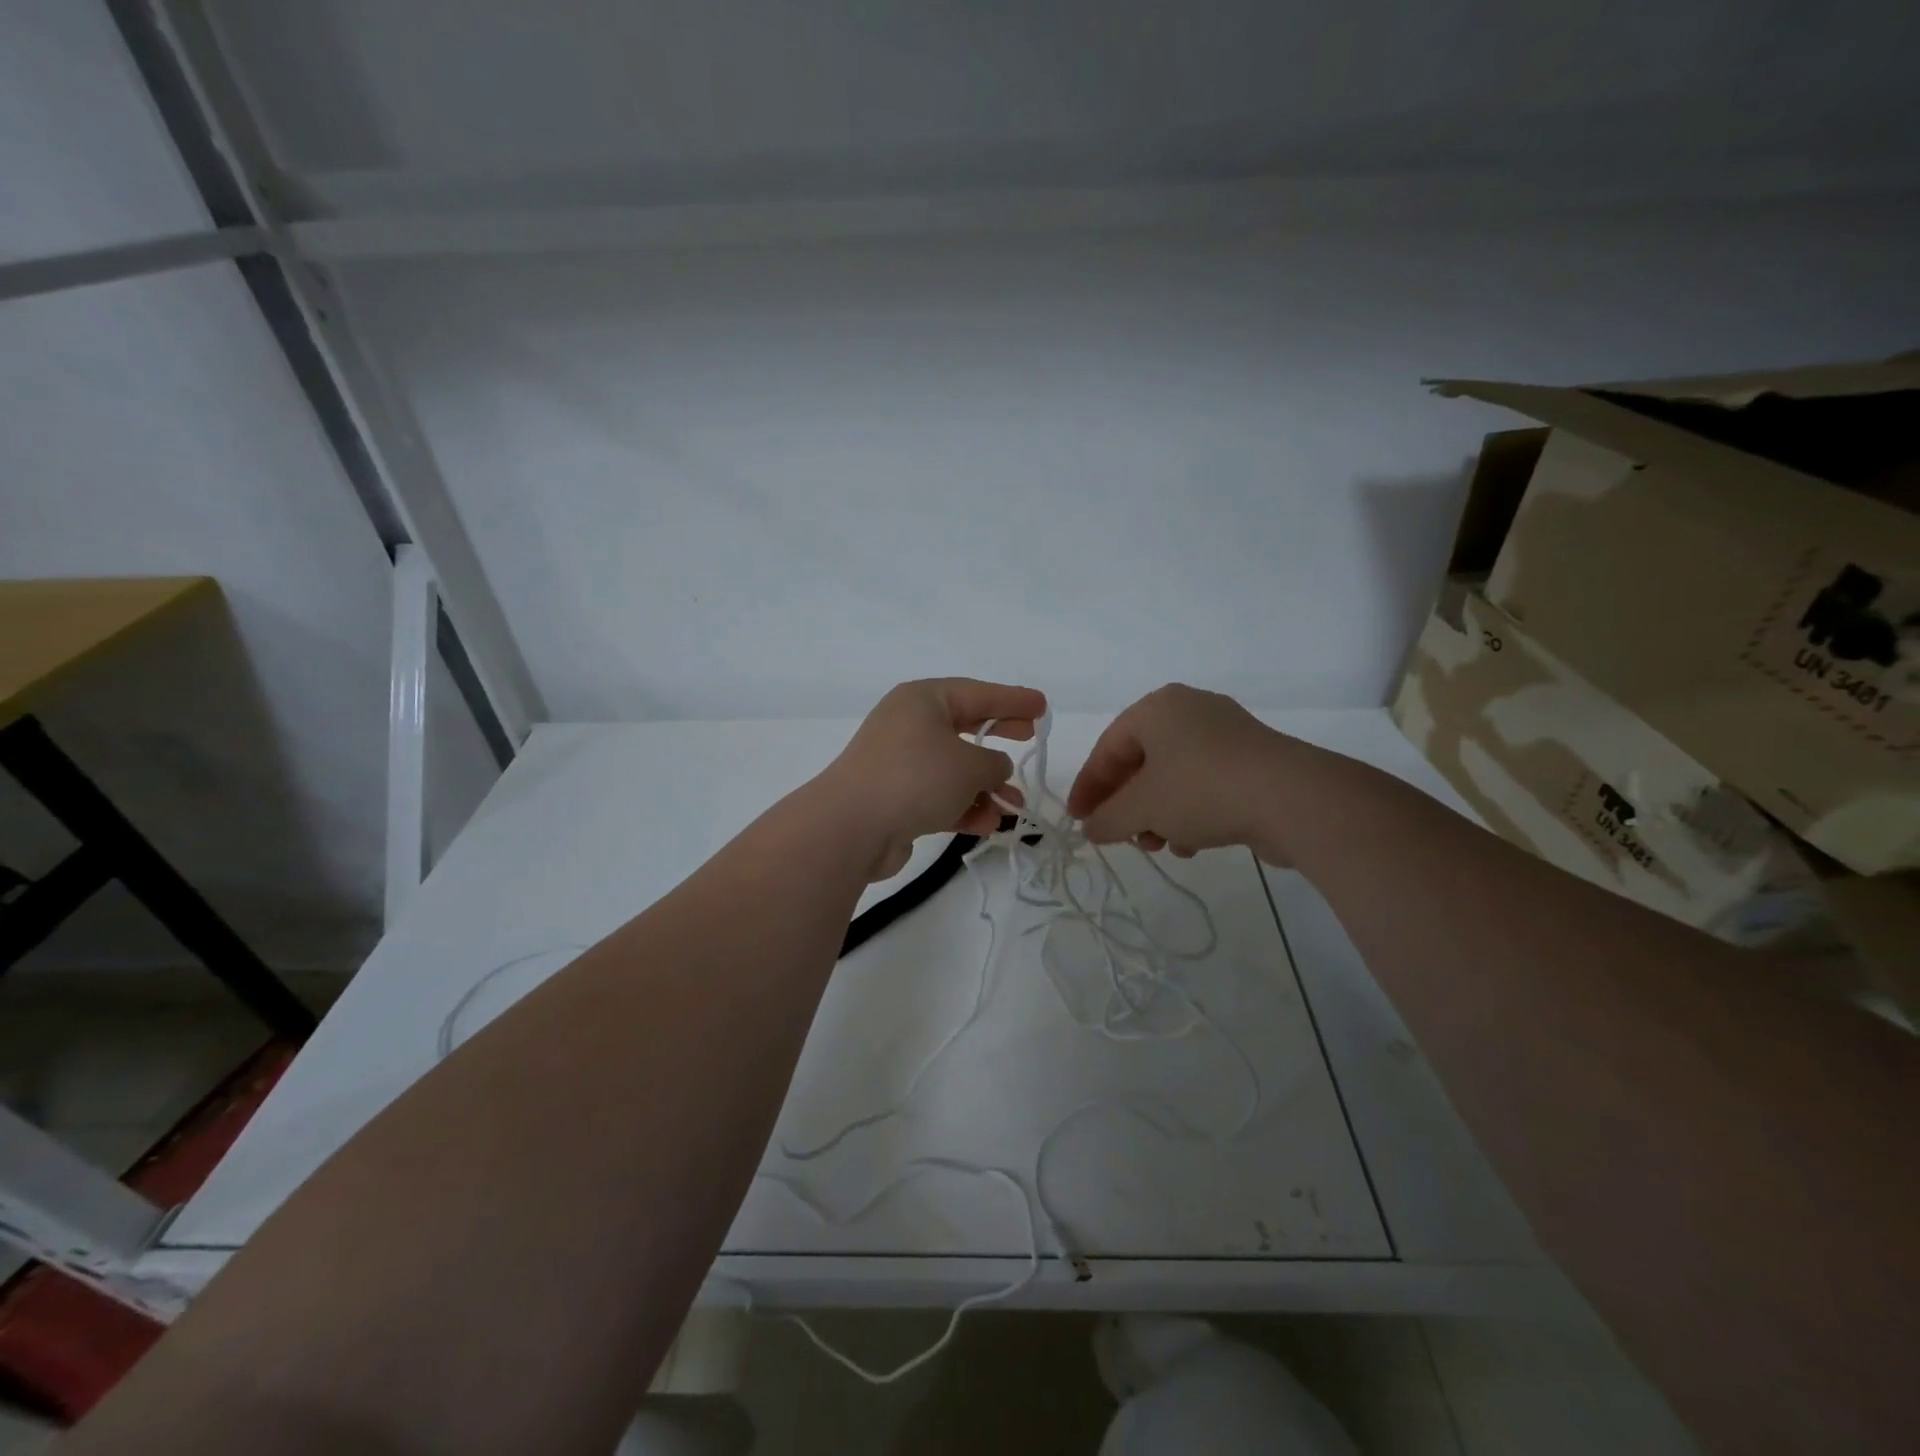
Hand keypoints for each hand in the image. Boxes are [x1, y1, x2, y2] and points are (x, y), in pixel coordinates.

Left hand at [821, 678, 1046, 879]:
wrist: (852, 827)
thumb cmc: (916, 778)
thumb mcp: (970, 765)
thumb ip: (995, 763)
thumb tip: (994, 769)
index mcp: (922, 700)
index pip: (977, 693)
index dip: (1012, 699)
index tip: (1041, 705)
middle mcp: (909, 725)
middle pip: (965, 726)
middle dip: (999, 736)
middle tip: (1030, 737)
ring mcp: (899, 763)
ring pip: (954, 769)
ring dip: (986, 787)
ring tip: (1015, 806)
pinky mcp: (895, 799)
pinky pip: (939, 797)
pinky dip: (964, 807)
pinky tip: (988, 824)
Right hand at [1067, 684, 1291, 861]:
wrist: (1294, 799)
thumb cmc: (1202, 790)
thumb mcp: (1142, 808)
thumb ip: (1107, 819)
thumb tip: (1091, 829)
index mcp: (1158, 708)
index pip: (1108, 748)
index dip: (1088, 787)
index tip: (1078, 820)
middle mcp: (1190, 711)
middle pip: (1141, 762)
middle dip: (1126, 804)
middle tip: (1118, 835)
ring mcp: (1226, 734)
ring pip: (1174, 776)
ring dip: (1157, 814)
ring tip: (1157, 845)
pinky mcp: (1253, 760)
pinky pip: (1205, 783)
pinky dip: (1190, 812)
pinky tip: (1191, 844)